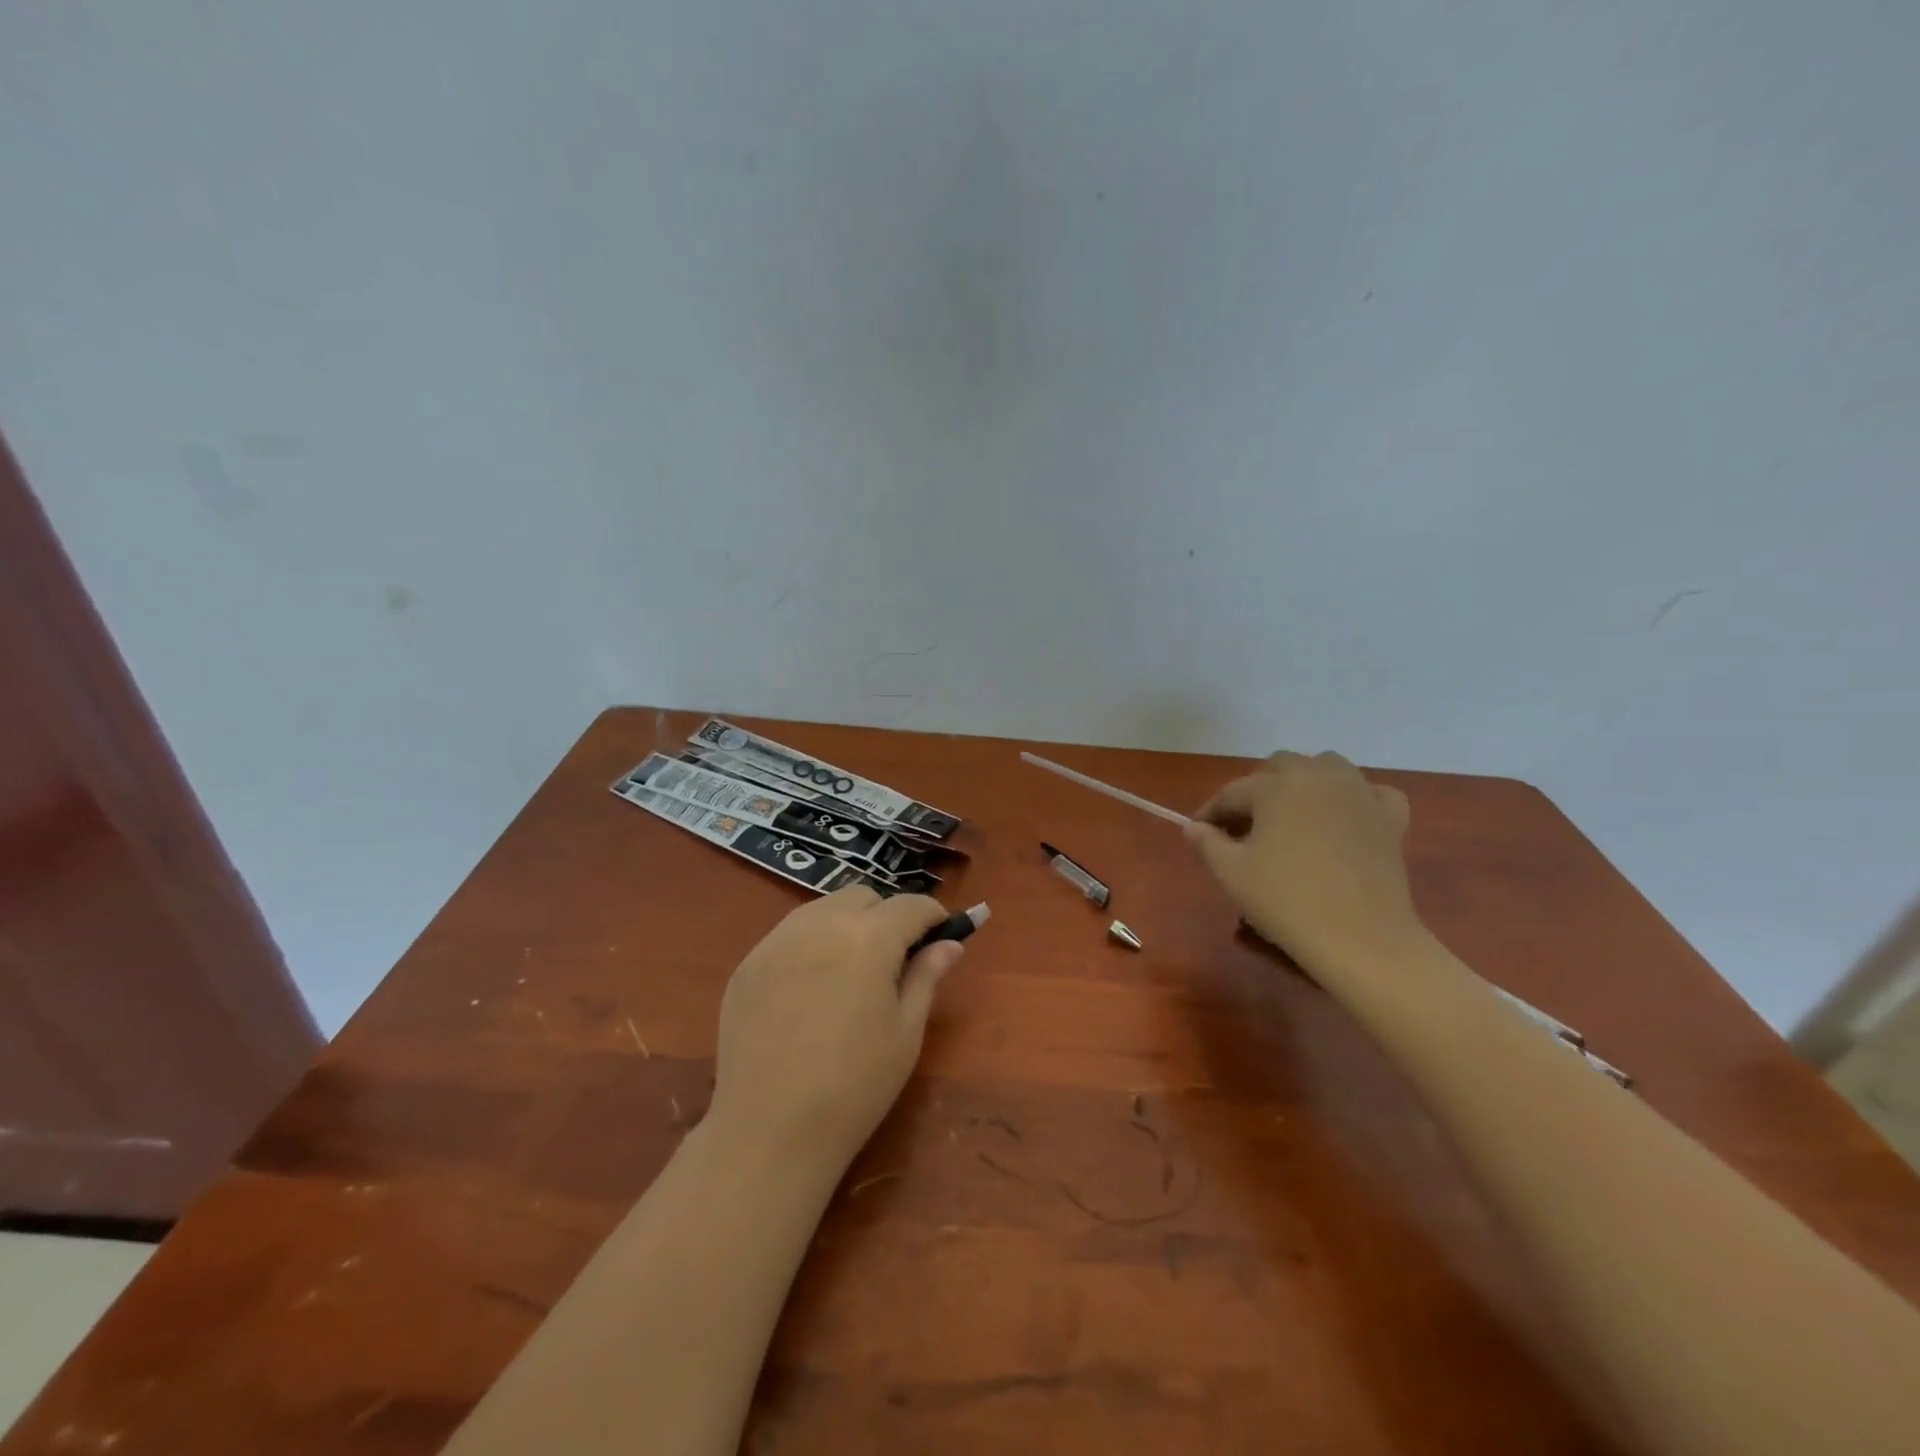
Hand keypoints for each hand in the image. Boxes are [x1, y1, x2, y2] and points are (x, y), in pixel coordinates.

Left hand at [708, 887, 963, 1176]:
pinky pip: (788, 934)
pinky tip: (809, 989)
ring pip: (822, 908)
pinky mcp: (748, 963)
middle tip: (892, 960)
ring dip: (846, 924)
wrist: (770, 1132)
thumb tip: (950, 943)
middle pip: (863, 897)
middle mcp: (820, 923)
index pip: (910, 905)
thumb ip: (927, 976)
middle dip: (886, 916)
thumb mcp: (906, 1032)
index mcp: (868, 939)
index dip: (932, 916)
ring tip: (849, 971)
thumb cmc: (855, 1086)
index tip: (940, 936)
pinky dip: (810, 944)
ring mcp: (777, 940)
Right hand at [1185, 751, 1419, 969]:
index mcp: (1276, 786)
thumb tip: (1193, 828)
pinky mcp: (1390, 818)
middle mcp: (1318, 776)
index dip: (1211, 812)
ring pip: (1327, 768)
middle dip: (1258, 790)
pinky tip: (1346, 819)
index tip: (1199, 832)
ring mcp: (1360, 793)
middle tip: (1245, 826)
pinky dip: (1356, 799)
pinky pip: (1372, 793)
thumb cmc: (1286, 900)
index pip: (1233, 792)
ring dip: (1305, 783)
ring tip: (1293, 815)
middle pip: (1280, 768)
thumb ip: (1207, 843)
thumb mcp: (1231, 873)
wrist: (1359, 937)